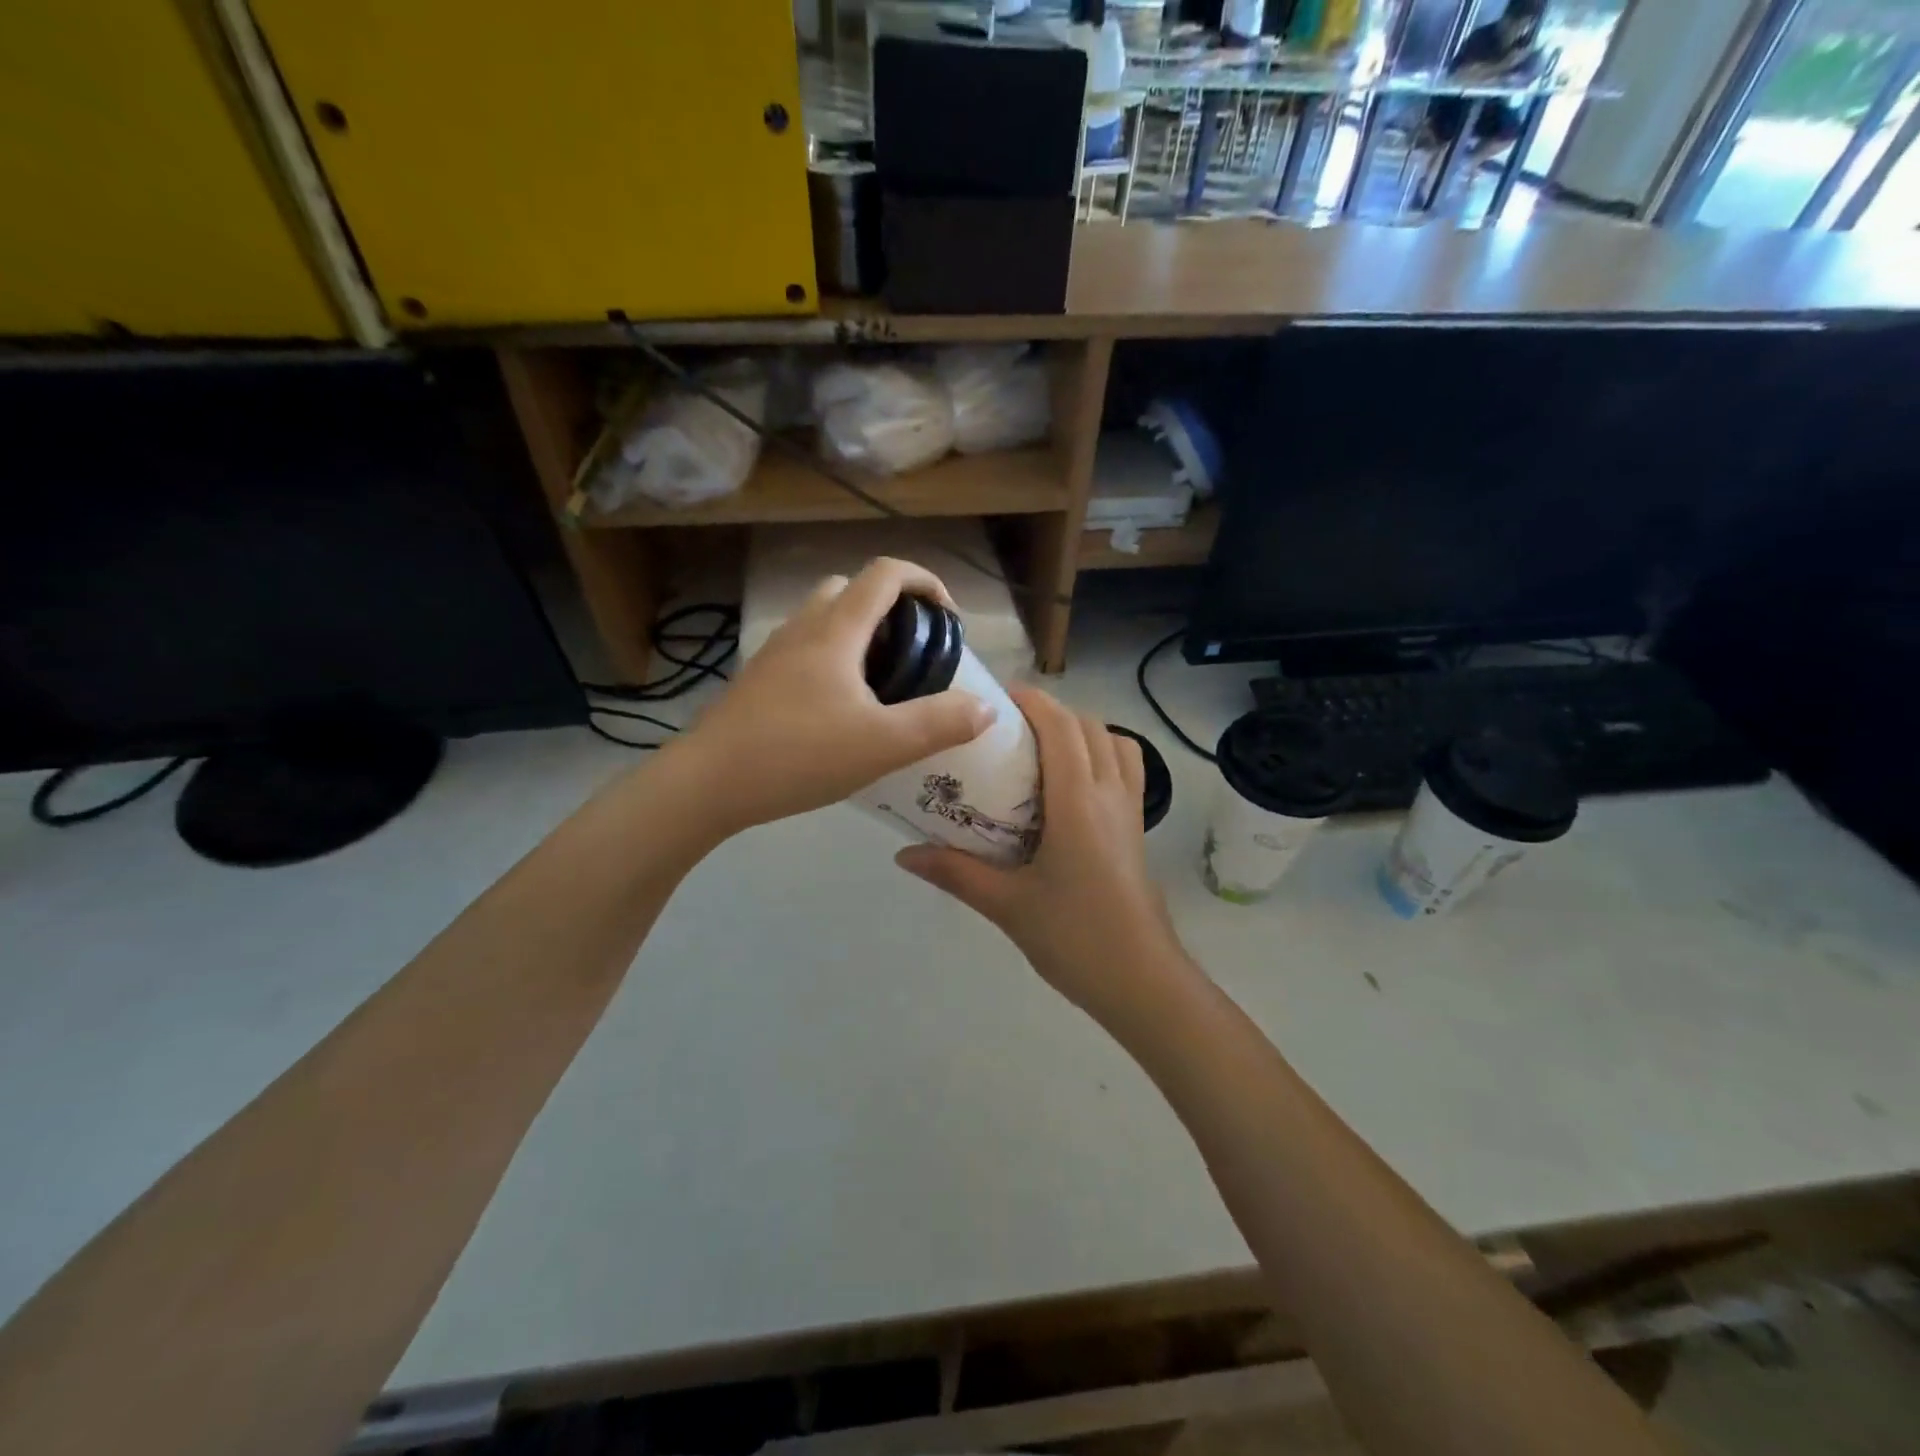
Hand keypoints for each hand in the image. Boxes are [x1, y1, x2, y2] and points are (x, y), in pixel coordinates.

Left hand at [674, 558, 994, 834]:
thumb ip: (940, 723)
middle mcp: (802, 628)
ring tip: (882, 684)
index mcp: (835, 630)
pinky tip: (841, 710)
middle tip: (913, 653)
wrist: (708, 783)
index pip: (885, 574)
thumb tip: (986, 707)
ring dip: (860, 635)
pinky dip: (834, 660)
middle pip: (851, 590)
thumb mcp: (883, 744)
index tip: (949, 617)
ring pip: (824, 620)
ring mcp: (774, 654)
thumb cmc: (799, 755)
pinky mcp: (759, 681)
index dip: (925, 581)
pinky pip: (806, 650)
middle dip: (891, 608)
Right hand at [895, 686, 1196, 1029]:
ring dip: (1080, 730)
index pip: (1062, 728)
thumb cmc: (1075, 939)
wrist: (1141, 982)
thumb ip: (956, 873)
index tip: (996, 699)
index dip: (1033, 701)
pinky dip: (1101, 754)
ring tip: (1040, 749)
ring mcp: (1130, 811)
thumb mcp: (1007, 906)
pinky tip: (1069, 786)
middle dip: (1050, 712)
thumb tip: (903, 855)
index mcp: (1078, 803)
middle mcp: (1110, 794)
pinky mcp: (1137, 829)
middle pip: (1088, 726)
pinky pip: (1125, 769)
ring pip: (1115, 742)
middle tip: (1006, 727)